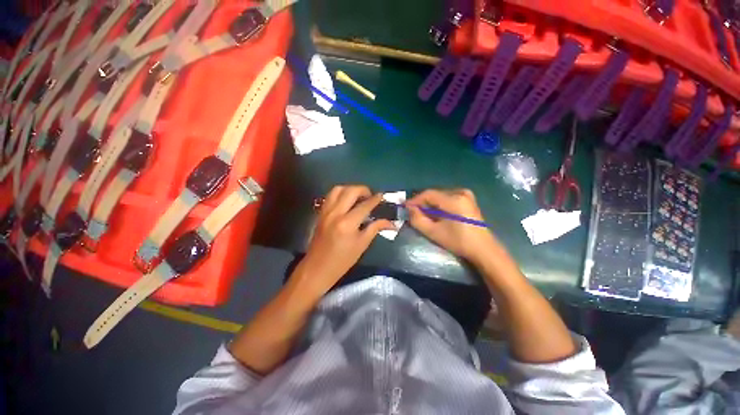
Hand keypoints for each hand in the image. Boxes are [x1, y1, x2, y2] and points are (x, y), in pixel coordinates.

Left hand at [295, 185, 395, 294]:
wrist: (317, 268)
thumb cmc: (342, 260)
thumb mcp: (362, 245)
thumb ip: (375, 229)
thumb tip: (391, 223)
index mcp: (348, 223)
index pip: (364, 205)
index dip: (375, 199)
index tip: (382, 196)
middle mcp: (335, 213)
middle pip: (350, 191)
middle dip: (363, 189)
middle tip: (370, 196)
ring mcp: (326, 212)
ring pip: (338, 189)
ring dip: (350, 189)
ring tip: (358, 196)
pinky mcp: (320, 213)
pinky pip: (330, 196)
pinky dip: (340, 193)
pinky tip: (347, 201)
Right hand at [407, 189, 500, 263]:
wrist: (482, 249)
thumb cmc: (458, 241)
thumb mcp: (434, 232)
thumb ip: (417, 219)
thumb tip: (409, 208)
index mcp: (453, 199)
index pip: (428, 194)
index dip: (415, 200)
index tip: (405, 207)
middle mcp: (460, 192)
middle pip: (434, 194)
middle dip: (422, 203)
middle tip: (413, 212)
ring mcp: (466, 195)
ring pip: (440, 196)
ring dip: (430, 204)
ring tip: (424, 215)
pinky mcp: (468, 199)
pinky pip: (448, 198)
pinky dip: (439, 204)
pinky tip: (437, 214)